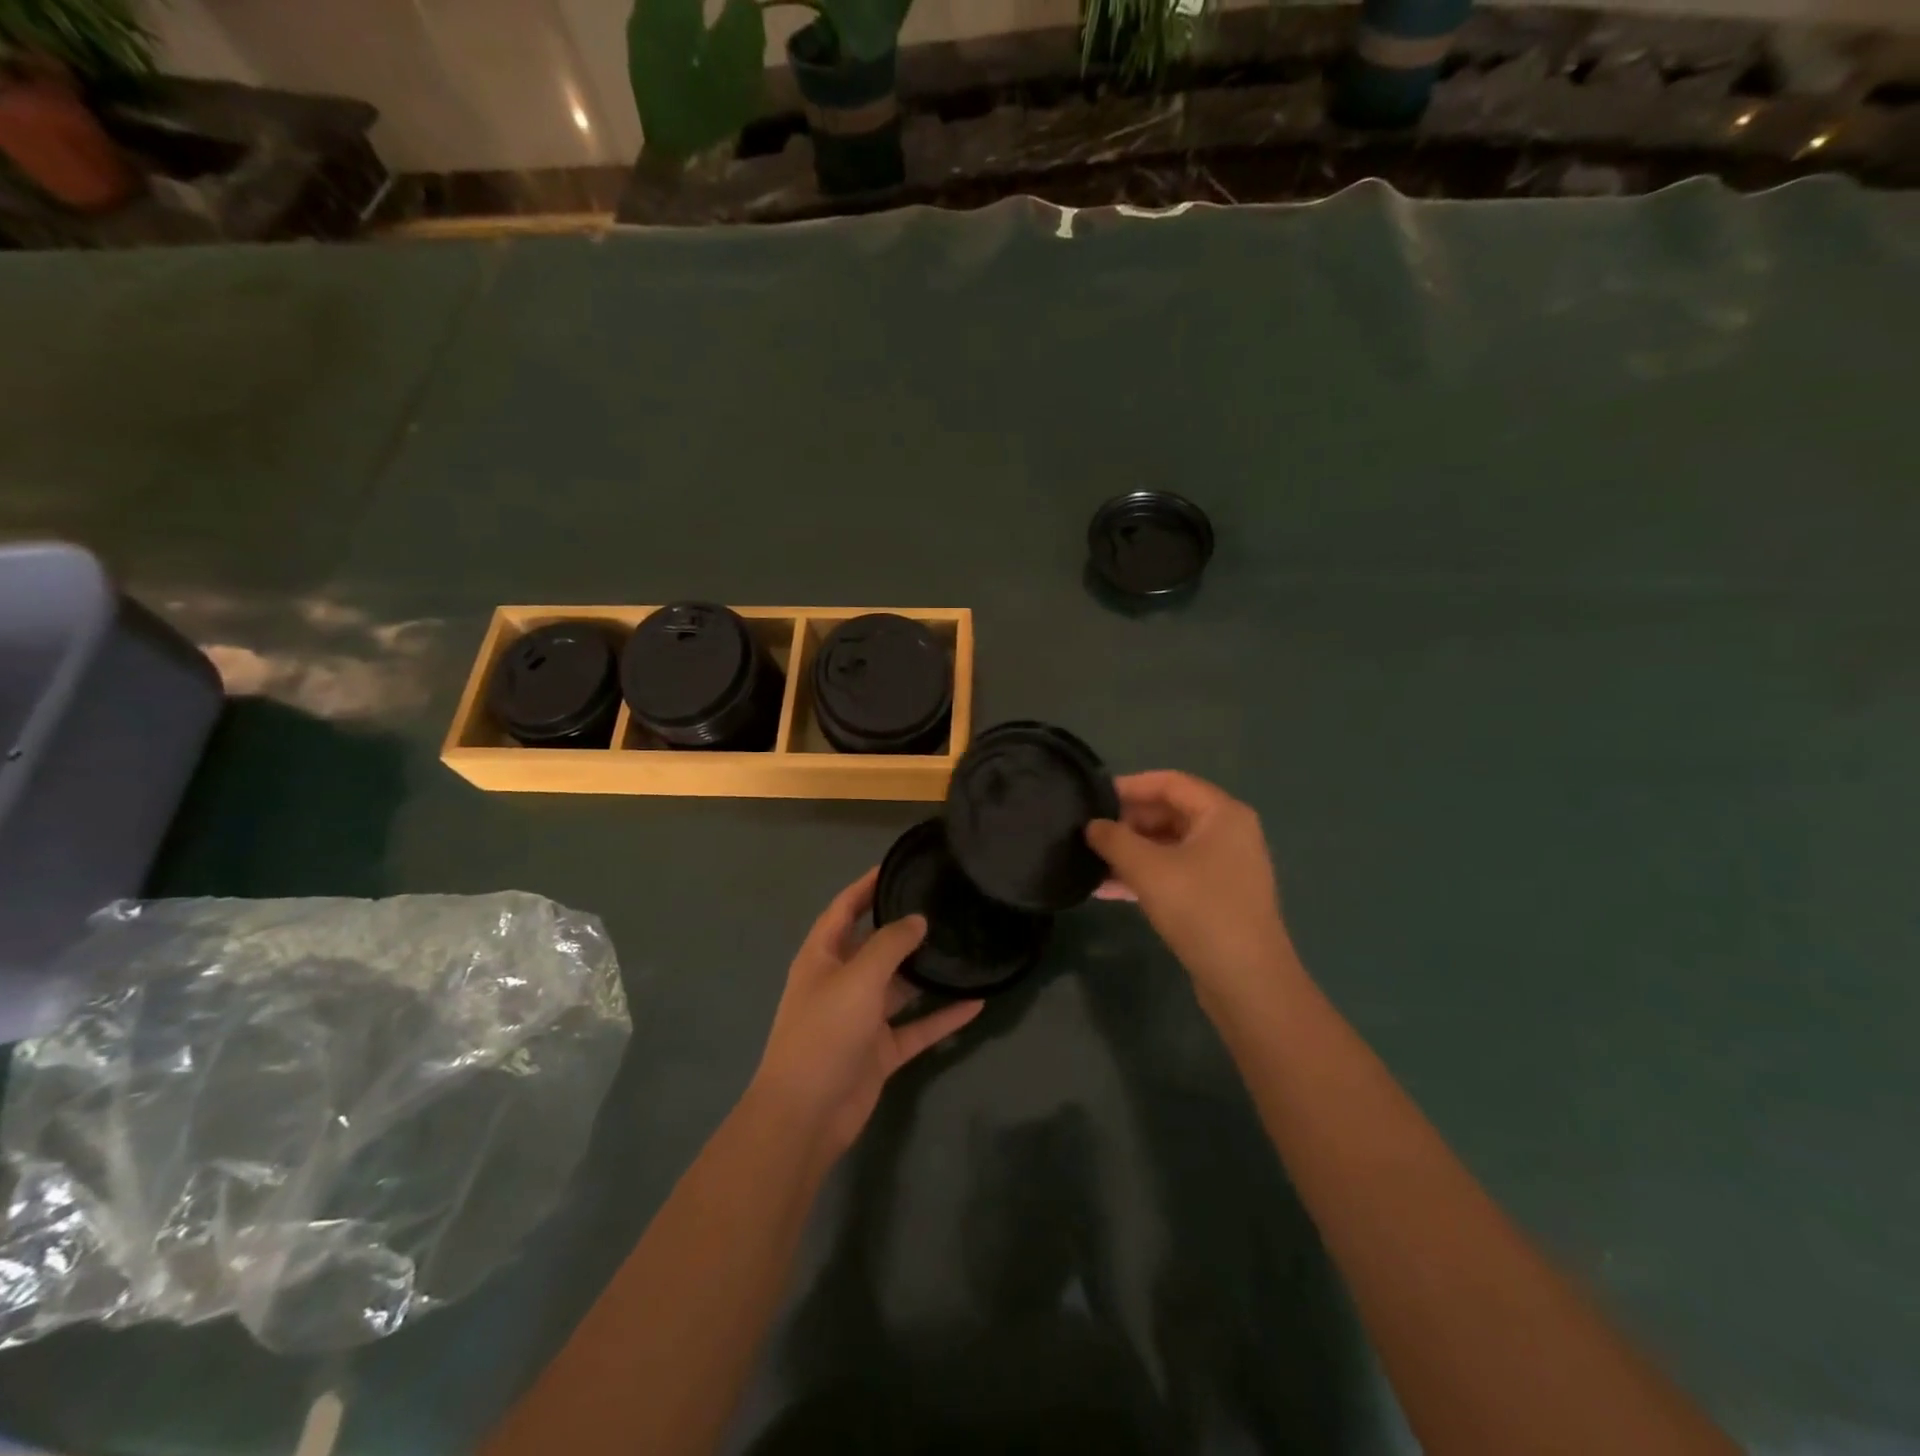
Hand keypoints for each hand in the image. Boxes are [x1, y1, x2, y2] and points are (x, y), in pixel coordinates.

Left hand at [749, 869, 983, 1161]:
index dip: (866, 885)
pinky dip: (942, 1016)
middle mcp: (841, 982)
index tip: (897, 866)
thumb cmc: (824, 1032)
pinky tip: (975, 1003)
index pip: (844, 909)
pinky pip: (916, 1026)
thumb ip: (890, 945)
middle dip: (904, 928)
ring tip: (964, 948)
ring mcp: (861, 1018)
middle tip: (944, 906)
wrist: (806, 1114)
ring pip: (899, 987)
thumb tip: (917, 920)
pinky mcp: (880, 1051)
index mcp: (822, 957)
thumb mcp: (857, 978)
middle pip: (875, 946)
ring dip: (927, 973)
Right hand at [1087, 771, 1298, 1005]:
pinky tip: (1108, 889)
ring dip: (1131, 852)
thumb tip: (1091, 825)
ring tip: (1090, 862)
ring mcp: (1225, 867)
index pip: (1169, 782)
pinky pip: (1175, 872)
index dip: (1129, 786)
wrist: (1246, 980)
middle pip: (1169, 813)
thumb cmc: (1200, 909)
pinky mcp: (1217, 897)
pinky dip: (1145, 876)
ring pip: (1169, 846)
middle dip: (1127, 823)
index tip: (1093, 798)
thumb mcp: (1148, 869)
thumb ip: (1114, 840)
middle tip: (1089, 833)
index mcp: (1222, 813)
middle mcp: (1228, 833)